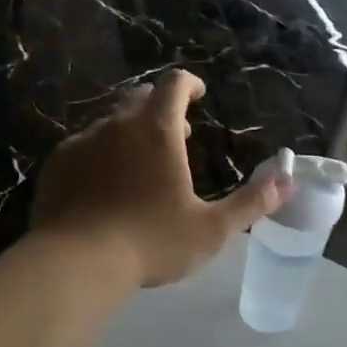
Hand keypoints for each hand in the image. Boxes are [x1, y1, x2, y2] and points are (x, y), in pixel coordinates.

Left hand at [32, 70, 288, 288]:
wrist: (75, 263)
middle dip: (161, 109)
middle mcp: (117, 124)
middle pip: (140, 98)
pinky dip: (101, 154)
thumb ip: (252, 202)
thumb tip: (288, 180)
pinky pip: (84, 146)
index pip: (174, 84)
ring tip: (141, 165)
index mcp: (157, 129)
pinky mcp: (58, 163)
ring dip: (130, 133)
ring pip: (110, 122)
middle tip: (176, 136)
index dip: (189, 84)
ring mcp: (83, 141)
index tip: (198, 96)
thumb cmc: (151, 242)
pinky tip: (104, 186)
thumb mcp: (211, 229)